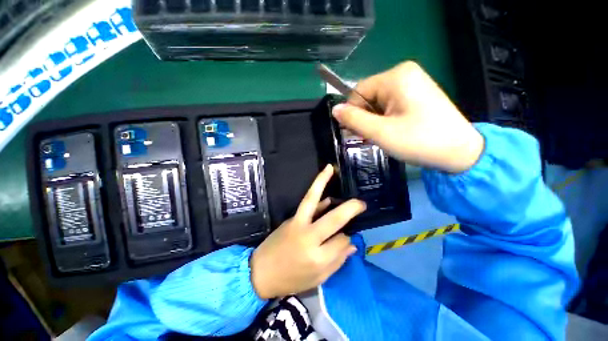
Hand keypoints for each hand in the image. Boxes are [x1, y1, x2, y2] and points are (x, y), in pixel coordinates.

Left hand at [250, 165, 365, 298]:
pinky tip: (326, 195)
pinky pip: (307, 205)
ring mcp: (298, 224)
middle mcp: (309, 237)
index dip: (347, 239)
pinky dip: (317, 196)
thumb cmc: (291, 279)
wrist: (261, 272)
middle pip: (334, 219)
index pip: (341, 241)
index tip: (345, 239)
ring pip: (312, 198)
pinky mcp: (291, 218)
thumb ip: (337, 261)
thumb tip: (352, 244)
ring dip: (322, 181)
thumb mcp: (318, 278)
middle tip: (362, 203)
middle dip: (350, 208)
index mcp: (318, 258)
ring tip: (330, 168)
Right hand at [332, 61, 483, 172]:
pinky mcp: (416, 94)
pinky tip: (390, 131)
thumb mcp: (380, 132)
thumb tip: (334, 110)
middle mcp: (404, 73)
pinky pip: (390, 105)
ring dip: (373, 120)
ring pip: (377, 102)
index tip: (354, 133)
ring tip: (380, 136)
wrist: (459, 152)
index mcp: (396, 76)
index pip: (358, 92)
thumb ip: (353, 119)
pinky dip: (384, 119)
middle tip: (368, 137)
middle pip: (368, 96)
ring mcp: (412, 83)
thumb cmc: (418, 140)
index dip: (352, 113)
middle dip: (364, 118)